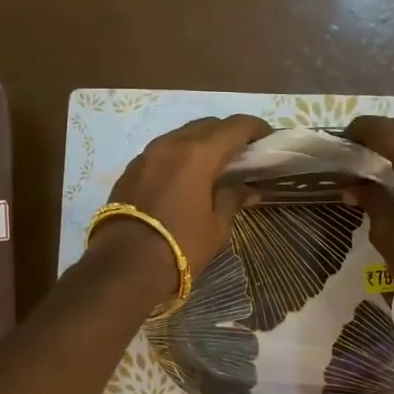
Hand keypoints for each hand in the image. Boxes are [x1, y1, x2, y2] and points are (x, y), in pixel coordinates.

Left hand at [88, 115, 269, 302]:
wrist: (124, 267)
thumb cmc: (179, 247)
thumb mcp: (216, 227)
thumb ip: (232, 198)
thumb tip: (247, 188)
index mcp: (198, 154)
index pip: (235, 127)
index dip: (256, 128)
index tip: (268, 139)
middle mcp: (170, 144)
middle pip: (207, 126)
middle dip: (228, 134)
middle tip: (244, 153)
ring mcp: (146, 155)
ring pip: (181, 136)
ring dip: (201, 143)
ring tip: (216, 164)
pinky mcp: (130, 170)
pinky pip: (162, 152)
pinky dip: (179, 156)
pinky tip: (186, 177)